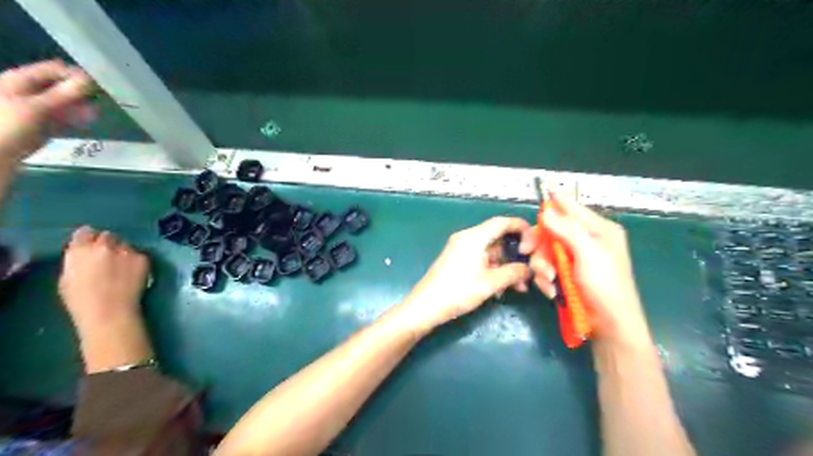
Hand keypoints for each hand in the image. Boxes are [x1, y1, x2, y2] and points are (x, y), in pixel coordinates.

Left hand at [0, 58, 95, 159]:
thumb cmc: (6, 126)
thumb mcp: (36, 108)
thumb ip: (64, 94)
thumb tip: (89, 80)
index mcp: (18, 80)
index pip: (53, 69)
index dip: (75, 75)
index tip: (99, 85)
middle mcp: (26, 91)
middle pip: (59, 87)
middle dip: (80, 93)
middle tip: (101, 99)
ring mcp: (34, 109)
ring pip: (63, 104)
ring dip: (80, 107)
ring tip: (96, 112)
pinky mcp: (42, 125)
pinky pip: (62, 118)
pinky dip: (75, 119)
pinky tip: (87, 121)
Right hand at [59, 225, 153, 372]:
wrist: (109, 311)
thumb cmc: (81, 301)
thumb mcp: (68, 278)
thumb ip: (76, 260)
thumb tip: (83, 253)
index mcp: (79, 250)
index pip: (84, 233)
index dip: (88, 239)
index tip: (91, 244)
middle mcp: (103, 245)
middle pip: (107, 236)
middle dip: (107, 244)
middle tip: (109, 257)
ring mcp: (126, 250)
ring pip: (125, 244)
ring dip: (123, 251)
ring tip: (122, 267)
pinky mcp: (143, 257)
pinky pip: (139, 254)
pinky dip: (136, 260)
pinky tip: (133, 273)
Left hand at [399, 216, 538, 331]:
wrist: (426, 306)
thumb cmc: (458, 291)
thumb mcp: (490, 283)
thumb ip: (513, 273)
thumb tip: (529, 269)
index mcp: (474, 237)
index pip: (503, 222)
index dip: (522, 229)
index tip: (535, 244)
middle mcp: (467, 238)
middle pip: (498, 237)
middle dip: (516, 254)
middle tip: (530, 269)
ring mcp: (462, 249)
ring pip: (491, 251)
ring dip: (506, 266)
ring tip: (520, 285)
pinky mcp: (458, 261)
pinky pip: (482, 259)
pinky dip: (494, 270)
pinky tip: (504, 288)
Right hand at [527, 191, 651, 344]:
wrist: (609, 324)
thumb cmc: (605, 285)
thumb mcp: (587, 253)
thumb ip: (566, 230)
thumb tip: (546, 210)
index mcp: (599, 230)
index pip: (573, 209)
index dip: (557, 200)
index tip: (543, 187)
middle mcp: (586, 241)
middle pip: (553, 231)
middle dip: (540, 244)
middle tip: (527, 251)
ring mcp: (576, 259)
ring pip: (546, 251)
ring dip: (542, 266)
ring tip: (548, 280)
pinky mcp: (567, 275)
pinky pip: (548, 268)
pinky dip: (545, 279)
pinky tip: (550, 290)